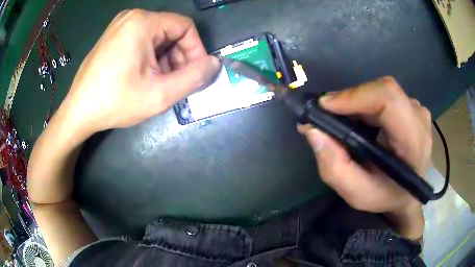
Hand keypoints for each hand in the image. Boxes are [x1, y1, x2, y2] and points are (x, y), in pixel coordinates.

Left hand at [59, 10, 219, 132]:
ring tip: (159, 83)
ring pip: (157, 37)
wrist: (78, 112)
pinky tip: (145, 77)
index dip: (196, 50)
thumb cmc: (115, 101)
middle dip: (179, 57)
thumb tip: (215, 64)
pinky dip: (150, 58)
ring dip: (165, 59)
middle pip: (171, 31)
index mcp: (143, 22)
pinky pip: (142, 41)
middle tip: (176, 83)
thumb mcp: (159, 94)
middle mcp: (131, 17)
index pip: (185, 27)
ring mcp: (120, 26)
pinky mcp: (113, 36)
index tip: (194, 74)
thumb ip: (194, 77)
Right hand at [298, 77, 430, 238]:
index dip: (355, 95)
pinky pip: (382, 96)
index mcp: (414, 142)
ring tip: (338, 121)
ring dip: (355, 103)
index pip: (388, 99)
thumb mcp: (358, 195)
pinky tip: (356, 119)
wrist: (410, 192)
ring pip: (379, 92)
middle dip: (349, 100)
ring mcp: (416, 109)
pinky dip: (363, 104)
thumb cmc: (387, 196)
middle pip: (381, 91)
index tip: (324, 106)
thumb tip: (313, 130)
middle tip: (324, 116)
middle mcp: (419, 117)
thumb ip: (335, 169)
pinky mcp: (410, 106)